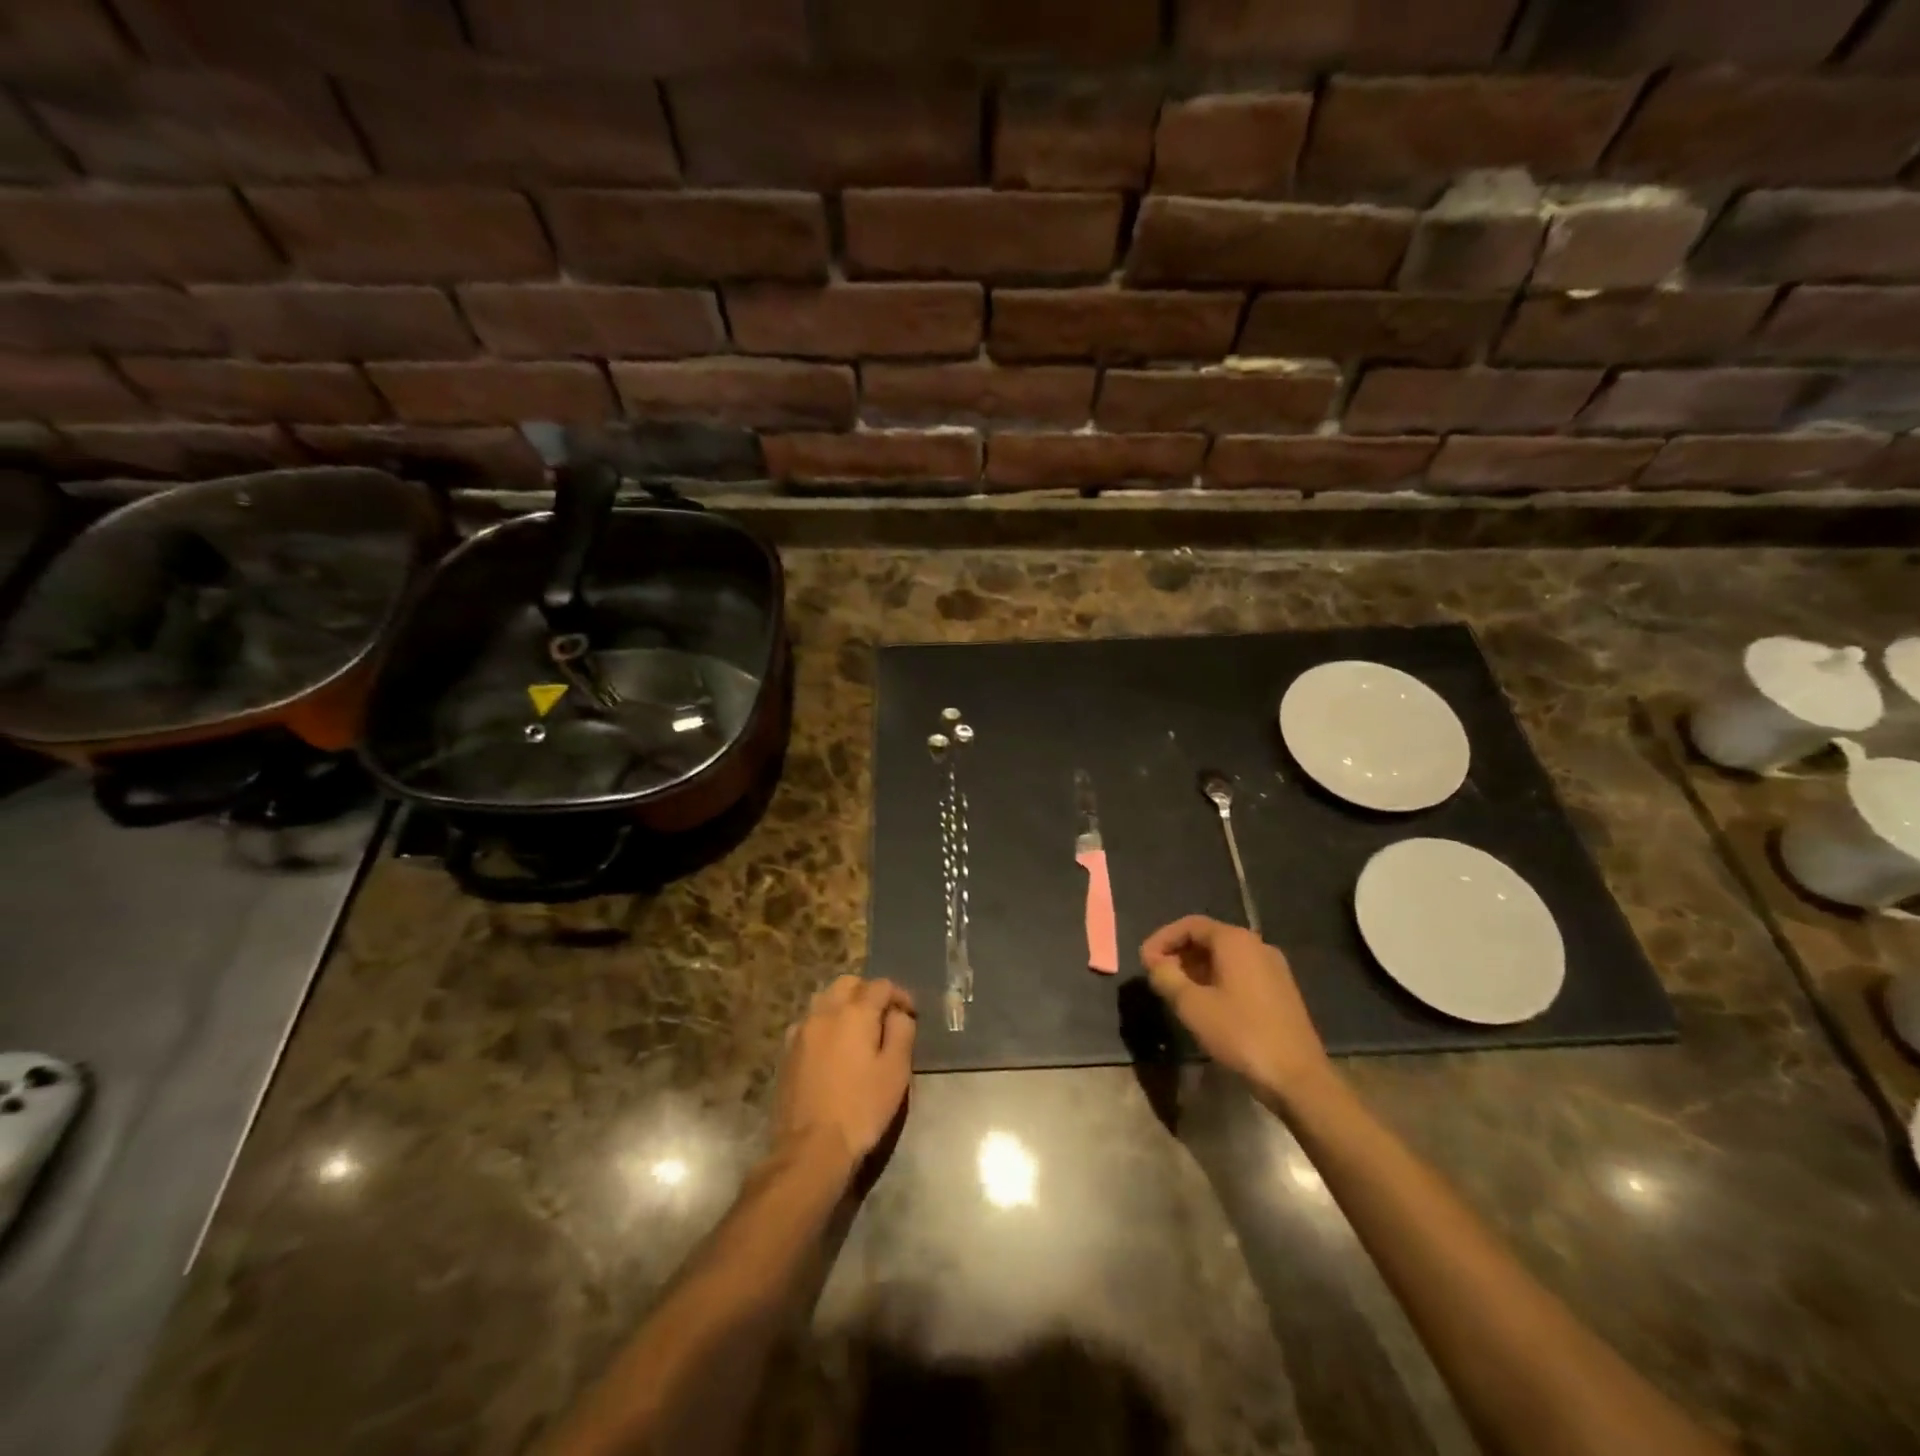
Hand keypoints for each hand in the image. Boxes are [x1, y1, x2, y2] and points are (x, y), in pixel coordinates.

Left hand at [774, 976, 916, 1175]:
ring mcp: (801, 1030)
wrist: (811, 1148)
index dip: (900, 995)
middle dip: (868, 992)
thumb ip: (901, 1032)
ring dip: (844, 1004)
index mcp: (854, 1012)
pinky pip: (809, 1022)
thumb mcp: (896, 1071)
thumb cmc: (862, 1108)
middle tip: (884, 1016)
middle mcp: (824, 1012)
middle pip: (848, 983)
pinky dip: (825, 1023)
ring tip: (858, 1029)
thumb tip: (898, 1013)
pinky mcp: (787, 1051)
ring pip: (825, 999)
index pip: (880, 985)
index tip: (910, 1013)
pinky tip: (833, 1047)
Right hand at [1140, 916, 1331, 1105]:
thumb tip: (1155, 963)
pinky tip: (1206, 1004)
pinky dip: (1216, 979)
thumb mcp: (1192, 1006)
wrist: (1297, 1078)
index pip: (1190, 925)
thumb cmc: (1240, 1034)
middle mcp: (1257, 946)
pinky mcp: (1280, 991)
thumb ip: (1166, 977)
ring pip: (1225, 957)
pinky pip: (1240, 973)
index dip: (1162, 939)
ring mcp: (1273, 968)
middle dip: (1178, 953)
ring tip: (1176, 991)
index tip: (1144, 961)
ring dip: (1196, 968)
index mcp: (1235, 941)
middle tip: (1157, 976)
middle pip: (1208, 938)